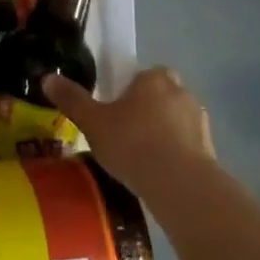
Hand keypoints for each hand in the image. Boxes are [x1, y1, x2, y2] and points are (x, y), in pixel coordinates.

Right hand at [43, 67, 213, 196]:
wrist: (181, 185)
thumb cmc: (133, 143)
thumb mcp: (92, 122)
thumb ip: (72, 99)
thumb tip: (47, 78)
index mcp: (154, 78)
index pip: (143, 74)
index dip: (130, 89)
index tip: (116, 109)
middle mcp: (181, 92)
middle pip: (161, 94)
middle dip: (148, 108)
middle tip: (126, 131)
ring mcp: (200, 121)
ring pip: (176, 120)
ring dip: (164, 132)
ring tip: (141, 157)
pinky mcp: (211, 150)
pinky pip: (187, 145)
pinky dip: (176, 154)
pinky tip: (158, 173)